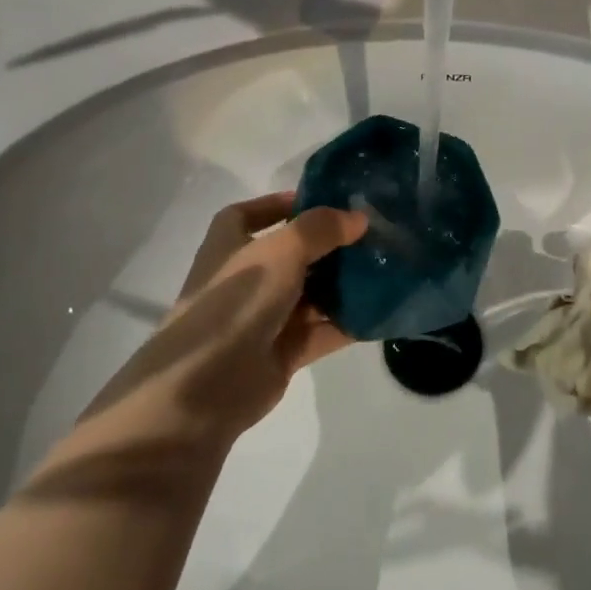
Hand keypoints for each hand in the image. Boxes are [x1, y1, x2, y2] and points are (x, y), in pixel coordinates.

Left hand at [63, 193, 366, 462]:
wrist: (204, 388)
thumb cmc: (236, 302)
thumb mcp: (281, 251)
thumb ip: (320, 229)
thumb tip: (359, 217)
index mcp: (230, 245)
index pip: (252, 213)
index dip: (281, 204)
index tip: (323, 201)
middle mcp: (247, 278)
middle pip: (293, 254)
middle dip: (329, 245)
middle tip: (372, 235)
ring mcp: (264, 317)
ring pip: (311, 294)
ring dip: (344, 284)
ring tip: (386, 269)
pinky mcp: (282, 352)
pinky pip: (321, 330)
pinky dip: (347, 322)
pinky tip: (381, 311)